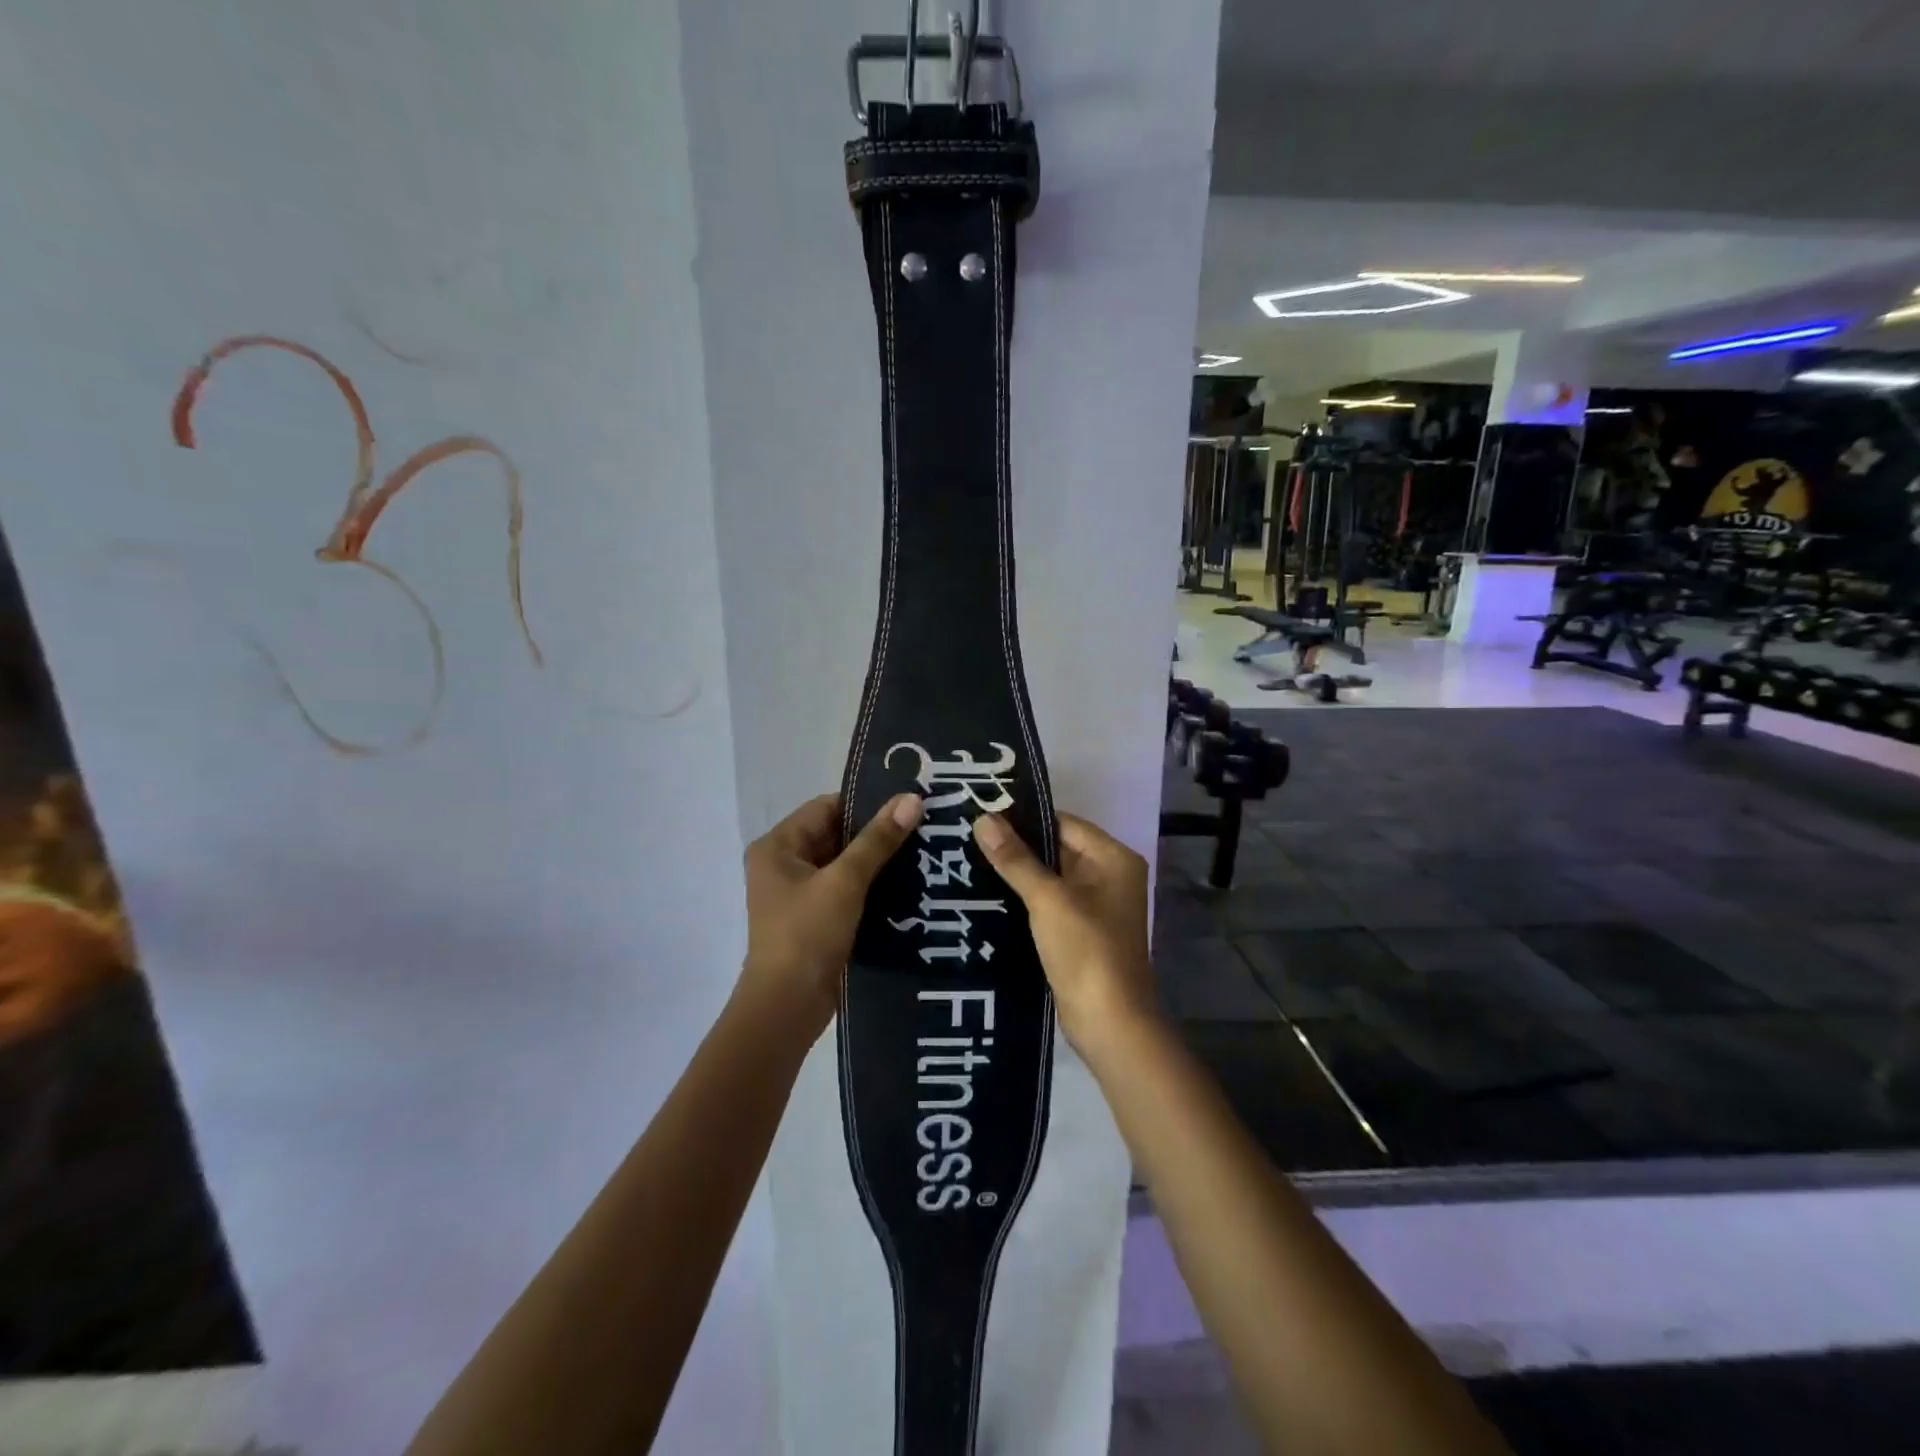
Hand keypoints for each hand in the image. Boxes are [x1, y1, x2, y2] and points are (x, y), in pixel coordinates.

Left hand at [738, 792, 923, 1039]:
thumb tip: (912, 799)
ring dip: (876, 861)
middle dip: (876, 834)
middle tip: (922, 826)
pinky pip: (846, 890)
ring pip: (844, 864)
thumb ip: (878, 840)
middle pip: (835, 835)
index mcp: (778, 846)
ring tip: (922, 852)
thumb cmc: (807, 935)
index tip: (908, 804)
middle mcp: (783, 864)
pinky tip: (907, 884)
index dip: (866, 804)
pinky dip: (871, 886)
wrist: (787, 1008)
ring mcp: (798, 894)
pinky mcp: (814, 919)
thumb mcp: (845, 882)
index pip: (826, 808)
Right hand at [971, 812, 1159, 1057]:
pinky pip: (1051, 902)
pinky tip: (990, 895)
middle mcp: (1110, 874)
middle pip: (1057, 848)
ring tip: (970, 862)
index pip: (1062, 823)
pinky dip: (1026, 898)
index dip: (1023, 819)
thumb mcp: (1048, 899)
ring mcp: (1097, 905)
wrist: (1109, 1022)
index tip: (980, 816)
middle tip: (968, 838)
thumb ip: (1015, 858)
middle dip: (1017, 847)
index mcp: (1113, 857)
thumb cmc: (1085, 950)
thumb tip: (983, 819)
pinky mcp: (1082, 930)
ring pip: (1051, 877)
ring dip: (1018, 873)